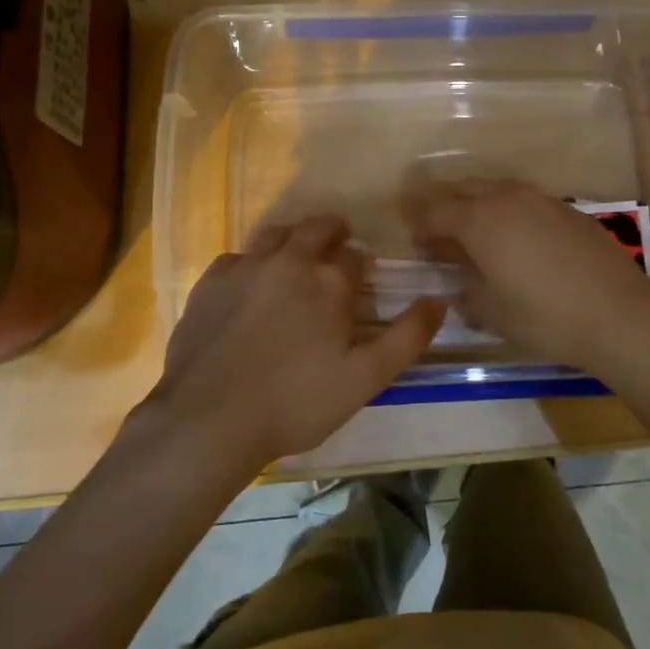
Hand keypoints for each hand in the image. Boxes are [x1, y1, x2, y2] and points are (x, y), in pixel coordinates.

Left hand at [150, 214, 444, 465]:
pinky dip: (251, 264)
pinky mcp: (210, 282)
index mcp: (330, 280)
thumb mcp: (365, 378)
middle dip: (332, 234)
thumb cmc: (296, 402)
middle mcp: (289, 260)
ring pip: (276, 235)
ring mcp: (246, 267)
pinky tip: (249, 288)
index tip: (360, 285)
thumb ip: (407, 337)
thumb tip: (439, 300)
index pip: (355, 256)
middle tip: (335, 253)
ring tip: (295, 263)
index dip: (361, 268)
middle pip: (317, 228)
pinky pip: (237, 258)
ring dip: (292, 241)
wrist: (210, 419)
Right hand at [405, 178, 649, 377]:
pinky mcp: (569, 210)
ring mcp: (542, 200)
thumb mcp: (491, 312)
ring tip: (482, 238)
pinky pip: (527, 202)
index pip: (436, 212)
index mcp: (480, 219)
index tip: (419, 248)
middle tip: (445, 239)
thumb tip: (458, 282)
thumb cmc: (544, 317)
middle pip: (465, 190)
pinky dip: (513, 215)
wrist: (618, 315)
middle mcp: (508, 198)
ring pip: (498, 191)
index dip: (422, 228)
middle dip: (449, 210)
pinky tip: (522, 243)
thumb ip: (465, 290)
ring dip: (481, 207)